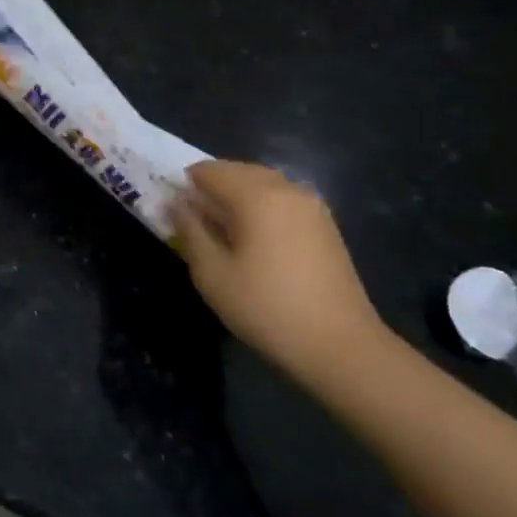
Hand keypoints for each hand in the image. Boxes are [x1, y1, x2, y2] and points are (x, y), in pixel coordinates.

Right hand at [169, 160, 389, 380]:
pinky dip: (261, 207)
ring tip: (224, 233)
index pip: (208, 170)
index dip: (185, 186)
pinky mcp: (325, 224)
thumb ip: (190, 230)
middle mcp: (287, 189)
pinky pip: (282, 200)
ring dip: (237, 197)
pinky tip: (255, 241)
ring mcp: (312, 206)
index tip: (176, 214)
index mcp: (257, 195)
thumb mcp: (211, 273)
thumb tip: (178, 204)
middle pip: (238, 171)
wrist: (340, 346)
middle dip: (212, 189)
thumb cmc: (266, 307)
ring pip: (262, 183)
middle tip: (196, 223)